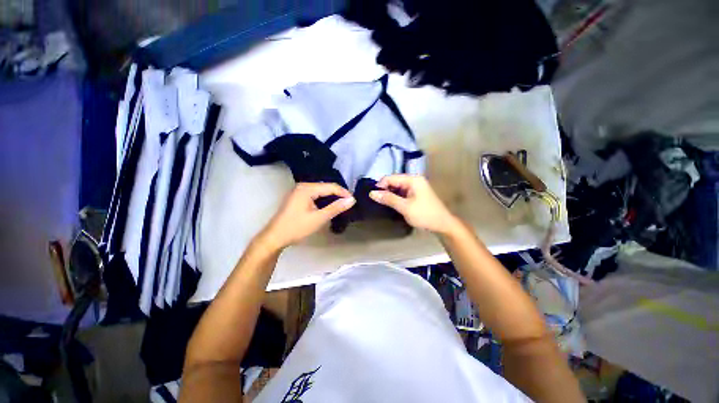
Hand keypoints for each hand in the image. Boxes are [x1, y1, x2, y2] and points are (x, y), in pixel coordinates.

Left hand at [257, 183, 355, 249]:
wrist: (275, 237)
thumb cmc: (297, 227)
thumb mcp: (319, 218)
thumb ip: (336, 208)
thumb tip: (352, 200)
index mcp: (307, 188)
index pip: (331, 186)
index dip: (344, 193)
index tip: (354, 202)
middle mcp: (303, 186)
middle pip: (326, 187)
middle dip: (338, 195)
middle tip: (348, 204)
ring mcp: (299, 191)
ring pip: (321, 191)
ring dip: (331, 197)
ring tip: (341, 205)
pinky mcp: (298, 197)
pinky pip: (315, 195)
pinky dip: (323, 200)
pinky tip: (328, 206)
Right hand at [369, 174, 459, 234]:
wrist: (443, 225)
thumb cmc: (424, 214)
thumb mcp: (405, 207)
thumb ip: (388, 199)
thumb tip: (372, 193)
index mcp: (413, 179)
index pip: (391, 177)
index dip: (380, 185)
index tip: (372, 196)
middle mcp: (414, 180)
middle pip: (394, 181)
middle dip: (385, 189)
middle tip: (376, 200)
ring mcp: (416, 187)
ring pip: (397, 187)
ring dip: (390, 194)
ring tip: (382, 202)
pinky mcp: (416, 194)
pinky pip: (402, 192)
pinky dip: (396, 197)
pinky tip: (391, 203)